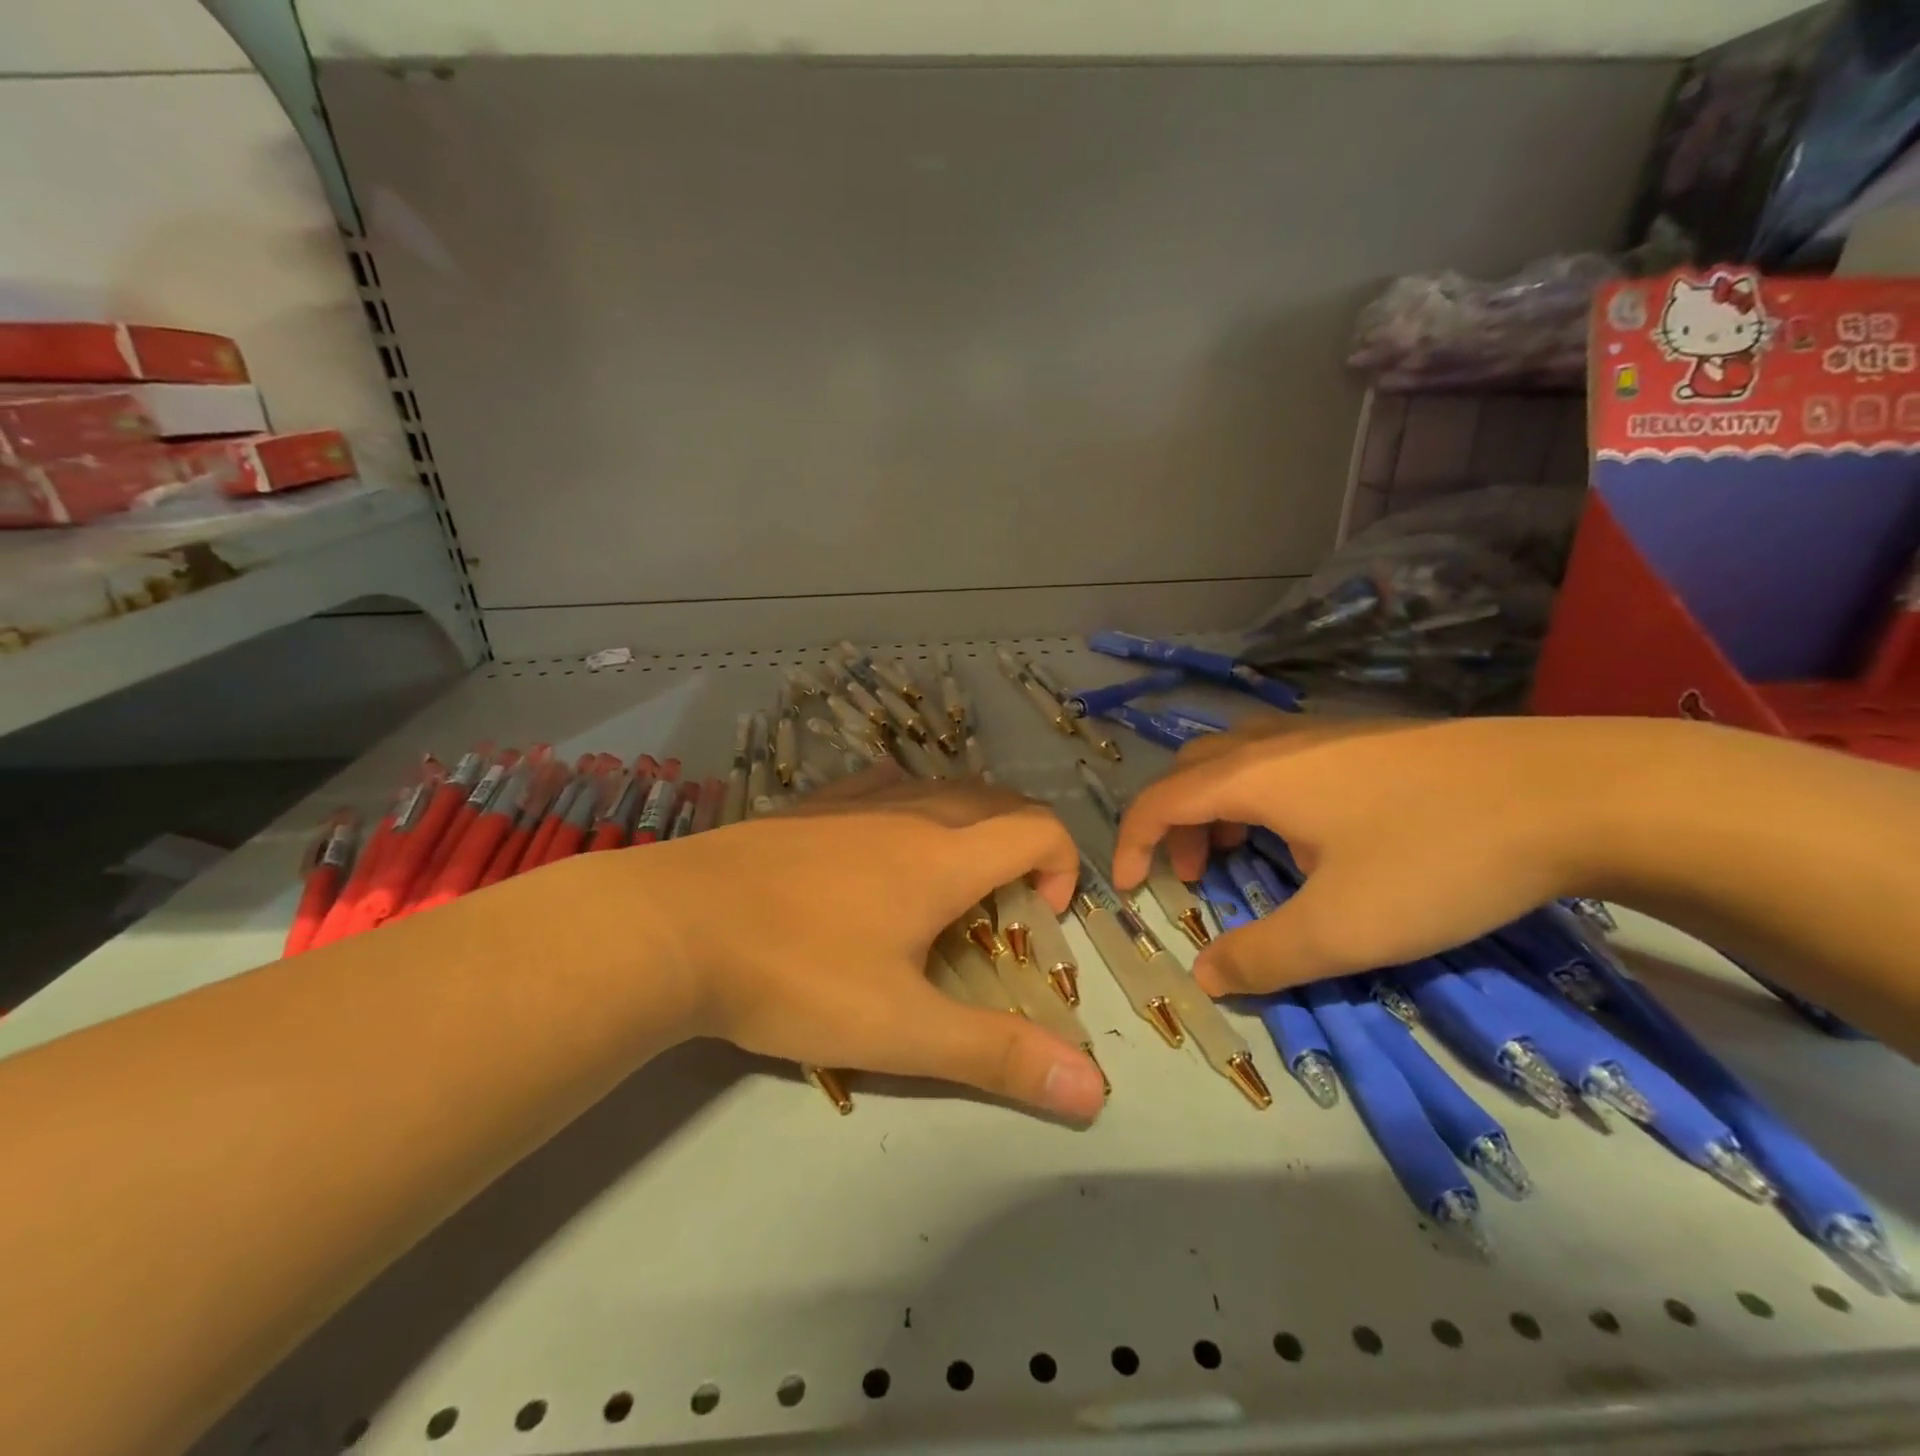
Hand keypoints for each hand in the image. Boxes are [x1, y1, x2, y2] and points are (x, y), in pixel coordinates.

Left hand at [624, 764, 1107, 1121]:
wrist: (673, 926)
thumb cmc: (796, 975)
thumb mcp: (901, 1029)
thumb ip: (997, 1056)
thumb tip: (1093, 1090)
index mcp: (944, 856)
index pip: (1039, 829)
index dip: (1063, 867)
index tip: (1040, 918)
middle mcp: (911, 811)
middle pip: (998, 802)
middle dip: (1024, 847)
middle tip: (1004, 907)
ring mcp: (856, 799)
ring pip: (941, 789)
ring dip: (972, 825)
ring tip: (950, 881)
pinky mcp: (810, 804)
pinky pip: (883, 784)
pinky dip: (911, 804)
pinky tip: (883, 839)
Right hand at [1112, 716, 1587, 996]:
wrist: (1576, 791)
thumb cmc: (1436, 857)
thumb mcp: (1342, 928)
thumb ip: (1261, 956)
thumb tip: (1205, 976)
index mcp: (1253, 776)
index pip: (1159, 800)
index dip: (1131, 844)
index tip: (1130, 890)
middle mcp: (1278, 743)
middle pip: (1192, 772)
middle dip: (1176, 826)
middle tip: (1196, 879)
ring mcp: (1328, 733)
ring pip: (1240, 762)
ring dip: (1220, 811)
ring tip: (1248, 861)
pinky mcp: (1372, 739)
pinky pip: (1284, 762)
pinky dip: (1265, 800)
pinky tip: (1315, 839)